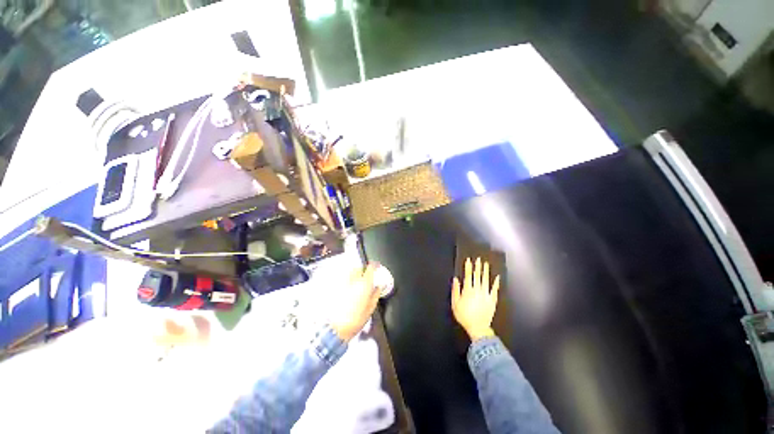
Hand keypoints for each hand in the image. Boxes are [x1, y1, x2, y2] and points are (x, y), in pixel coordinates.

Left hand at [330, 263, 380, 341]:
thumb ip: (376, 295)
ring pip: (350, 272)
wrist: (337, 328)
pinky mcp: (336, 288)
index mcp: (364, 284)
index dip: (374, 265)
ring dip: (355, 273)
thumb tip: (378, 287)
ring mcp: (343, 283)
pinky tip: (349, 287)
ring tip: (358, 279)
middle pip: (358, 268)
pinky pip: (344, 279)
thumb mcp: (371, 308)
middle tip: (367, 275)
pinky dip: (348, 279)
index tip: (377, 266)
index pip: (370, 268)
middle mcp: (353, 280)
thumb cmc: (357, 319)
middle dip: (363, 269)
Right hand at [451, 257, 500, 340]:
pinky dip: (496, 283)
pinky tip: (497, 277)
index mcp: (468, 290)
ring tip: (486, 264)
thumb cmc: (464, 316)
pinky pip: (495, 289)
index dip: (468, 267)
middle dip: (477, 267)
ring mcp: (486, 294)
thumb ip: (455, 290)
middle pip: (477, 276)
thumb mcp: (455, 303)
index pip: (468, 275)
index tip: (469, 260)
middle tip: (478, 259)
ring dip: (486, 271)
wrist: (478, 328)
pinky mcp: (492, 300)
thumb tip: (456, 279)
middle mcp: (478, 290)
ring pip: (486, 280)